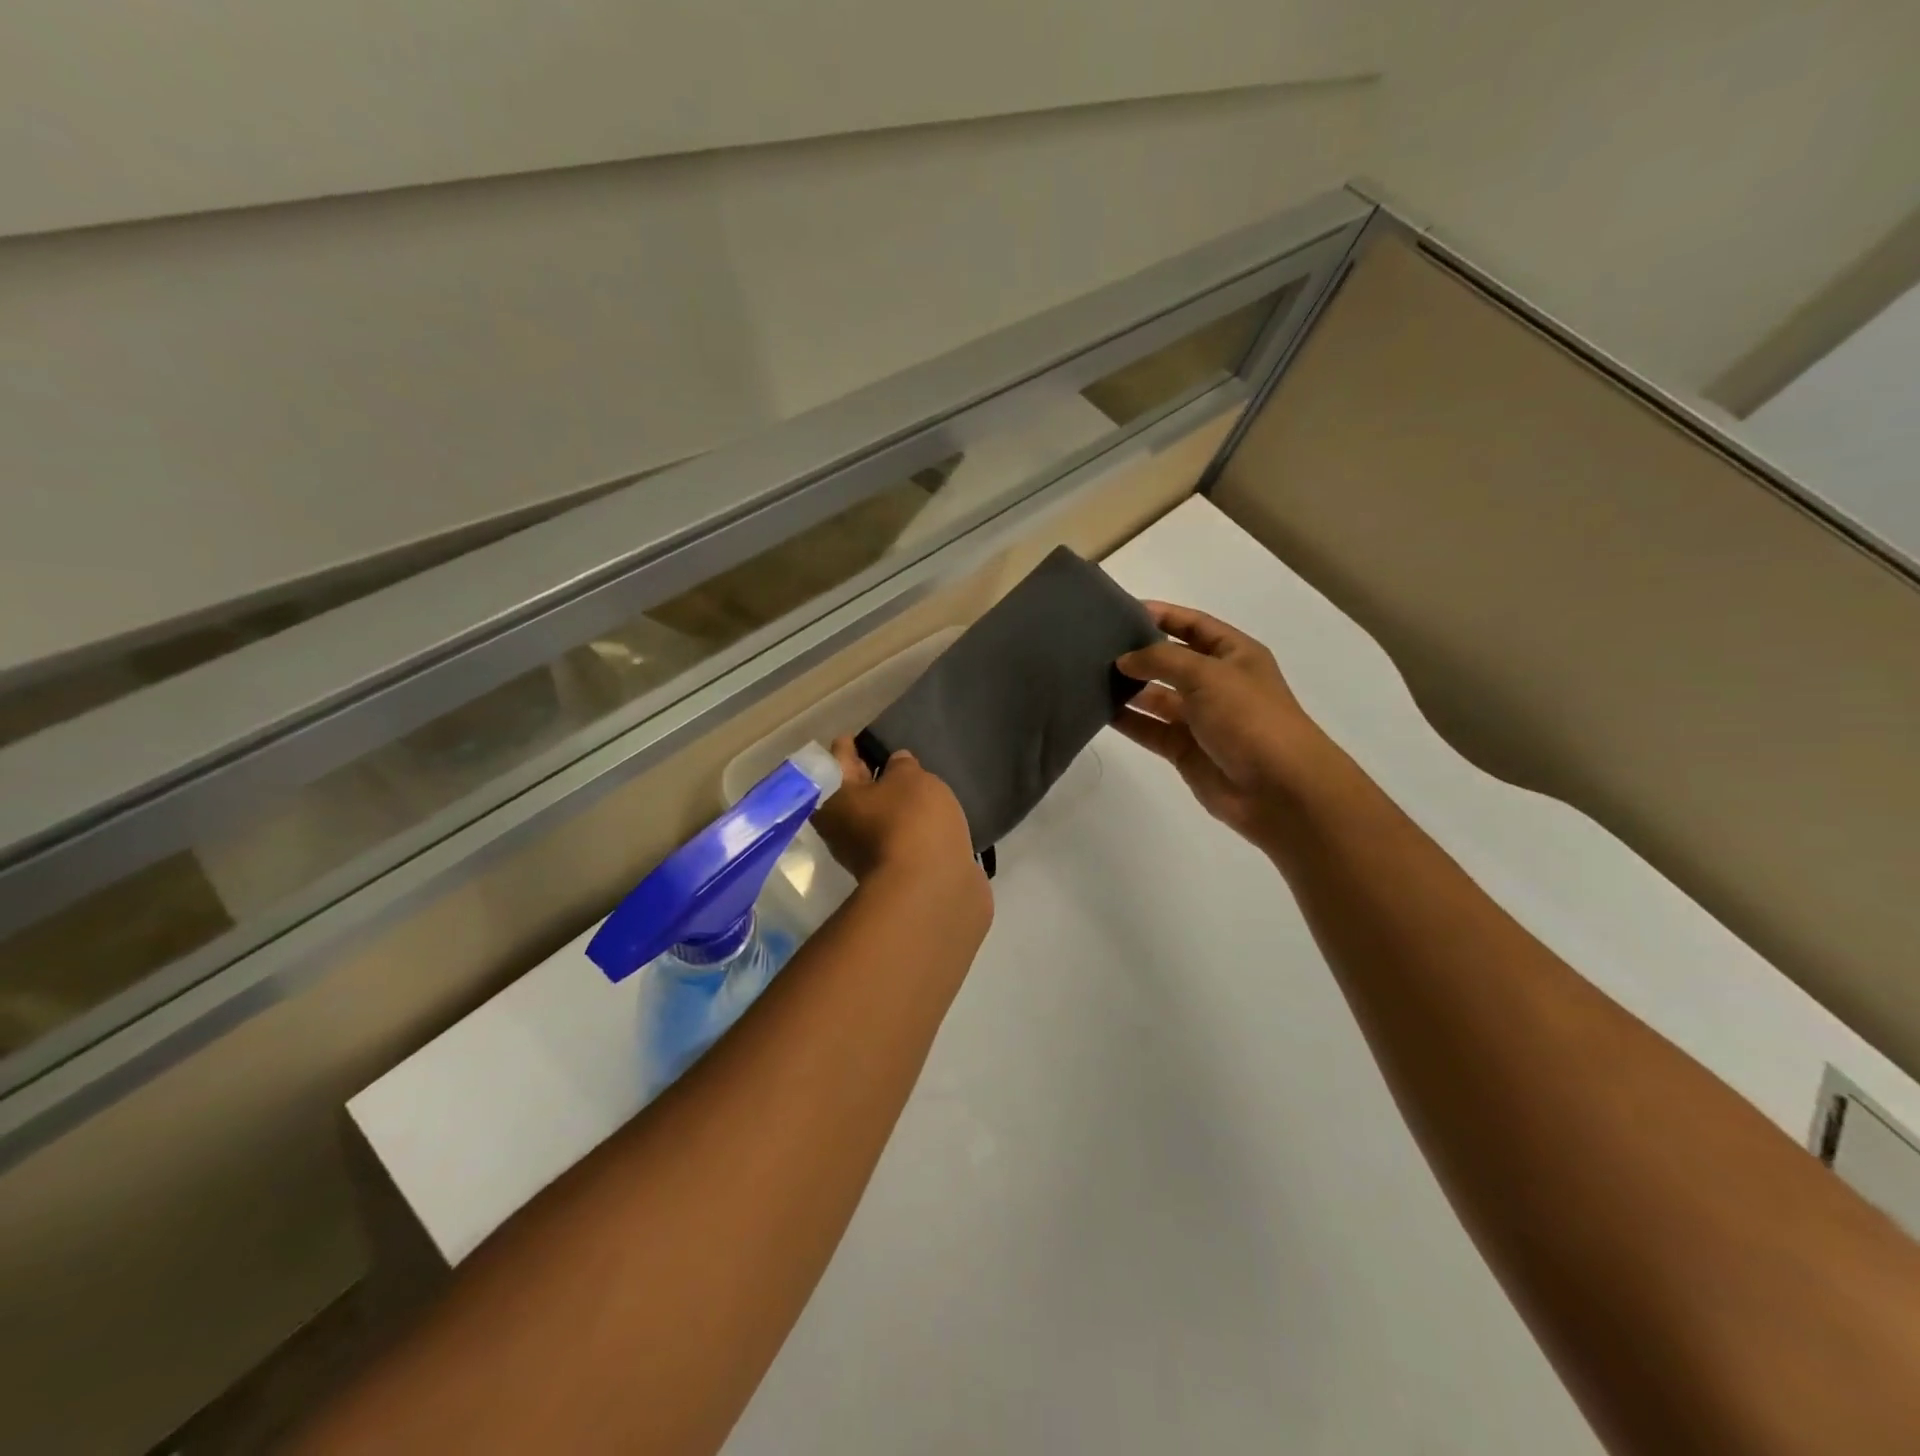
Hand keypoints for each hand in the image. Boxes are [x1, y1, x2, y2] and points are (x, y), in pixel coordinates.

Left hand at [814, 738, 990, 921]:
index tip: (858, 736)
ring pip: (876, 818)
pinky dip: (908, 827)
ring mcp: (866, 854)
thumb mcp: (911, 779)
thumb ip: (903, 766)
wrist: (932, 892)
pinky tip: (928, 817)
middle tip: (890, 758)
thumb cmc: (912, 822)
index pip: (837, 759)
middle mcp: (841, 827)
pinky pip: (899, 839)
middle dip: (868, 775)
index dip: (849, 745)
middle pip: (853, 792)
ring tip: (915, 786)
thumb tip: (895, 764)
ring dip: (890, 804)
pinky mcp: (895, 873)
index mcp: (834, 798)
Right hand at [1114, 602, 1338, 855]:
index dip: (1161, 615)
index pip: (1193, 625)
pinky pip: (1149, 728)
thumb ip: (1161, 659)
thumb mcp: (1207, 674)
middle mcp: (1216, 683)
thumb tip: (1123, 660)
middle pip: (1170, 660)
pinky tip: (1097, 710)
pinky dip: (1127, 720)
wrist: (1279, 790)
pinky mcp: (1184, 750)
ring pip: (1155, 696)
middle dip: (1137, 653)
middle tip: (1094, 646)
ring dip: (1127, 688)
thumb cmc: (1250, 719)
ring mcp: (1199, 718)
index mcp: (1234, 655)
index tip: (1120, 610)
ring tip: (1088, 676)